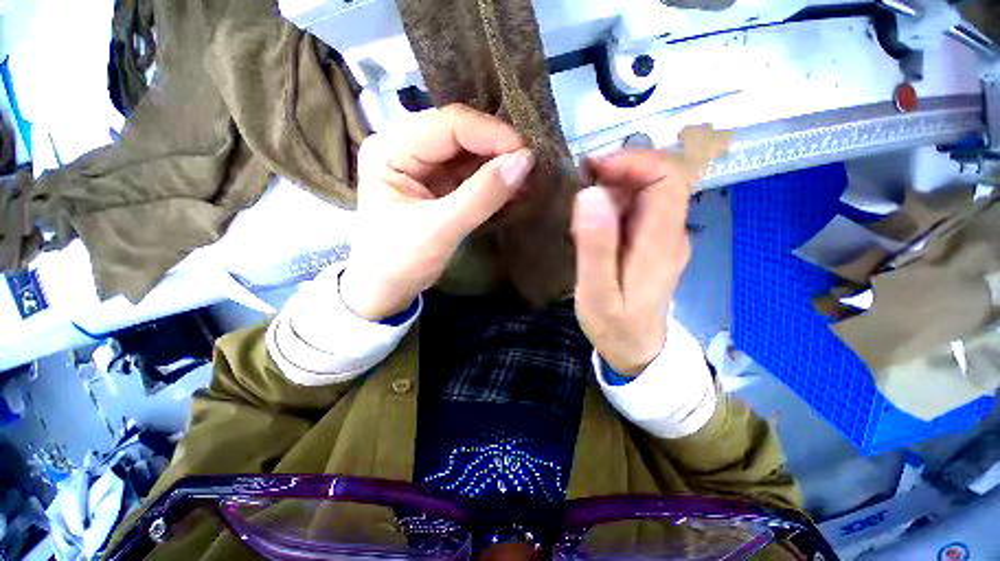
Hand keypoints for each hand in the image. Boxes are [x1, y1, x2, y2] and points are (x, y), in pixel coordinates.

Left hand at [341, 104, 533, 319]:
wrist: (385, 290)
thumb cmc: (400, 261)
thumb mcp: (441, 229)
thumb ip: (482, 196)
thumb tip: (524, 162)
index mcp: (391, 149)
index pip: (448, 125)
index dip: (490, 134)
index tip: (526, 154)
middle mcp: (404, 147)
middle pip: (459, 134)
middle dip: (497, 149)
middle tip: (531, 167)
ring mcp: (421, 166)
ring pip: (468, 153)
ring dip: (498, 165)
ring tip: (527, 180)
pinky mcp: (436, 184)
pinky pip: (469, 174)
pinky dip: (491, 181)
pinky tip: (513, 189)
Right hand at [571, 150, 694, 375]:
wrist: (637, 349)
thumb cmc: (615, 327)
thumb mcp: (597, 294)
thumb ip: (595, 247)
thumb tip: (591, 194)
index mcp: (661, 243)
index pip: (668, 178)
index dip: (634, 161)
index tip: (593, 169)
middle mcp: (671, 232)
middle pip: (659, 178)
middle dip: (619, 169)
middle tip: (579, 183)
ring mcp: (664, 236)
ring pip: (647, 189)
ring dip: (614, 185)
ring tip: (580, 202)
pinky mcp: (653, 241)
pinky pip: (638, 206)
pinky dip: (614, 200)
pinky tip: (592, 218)